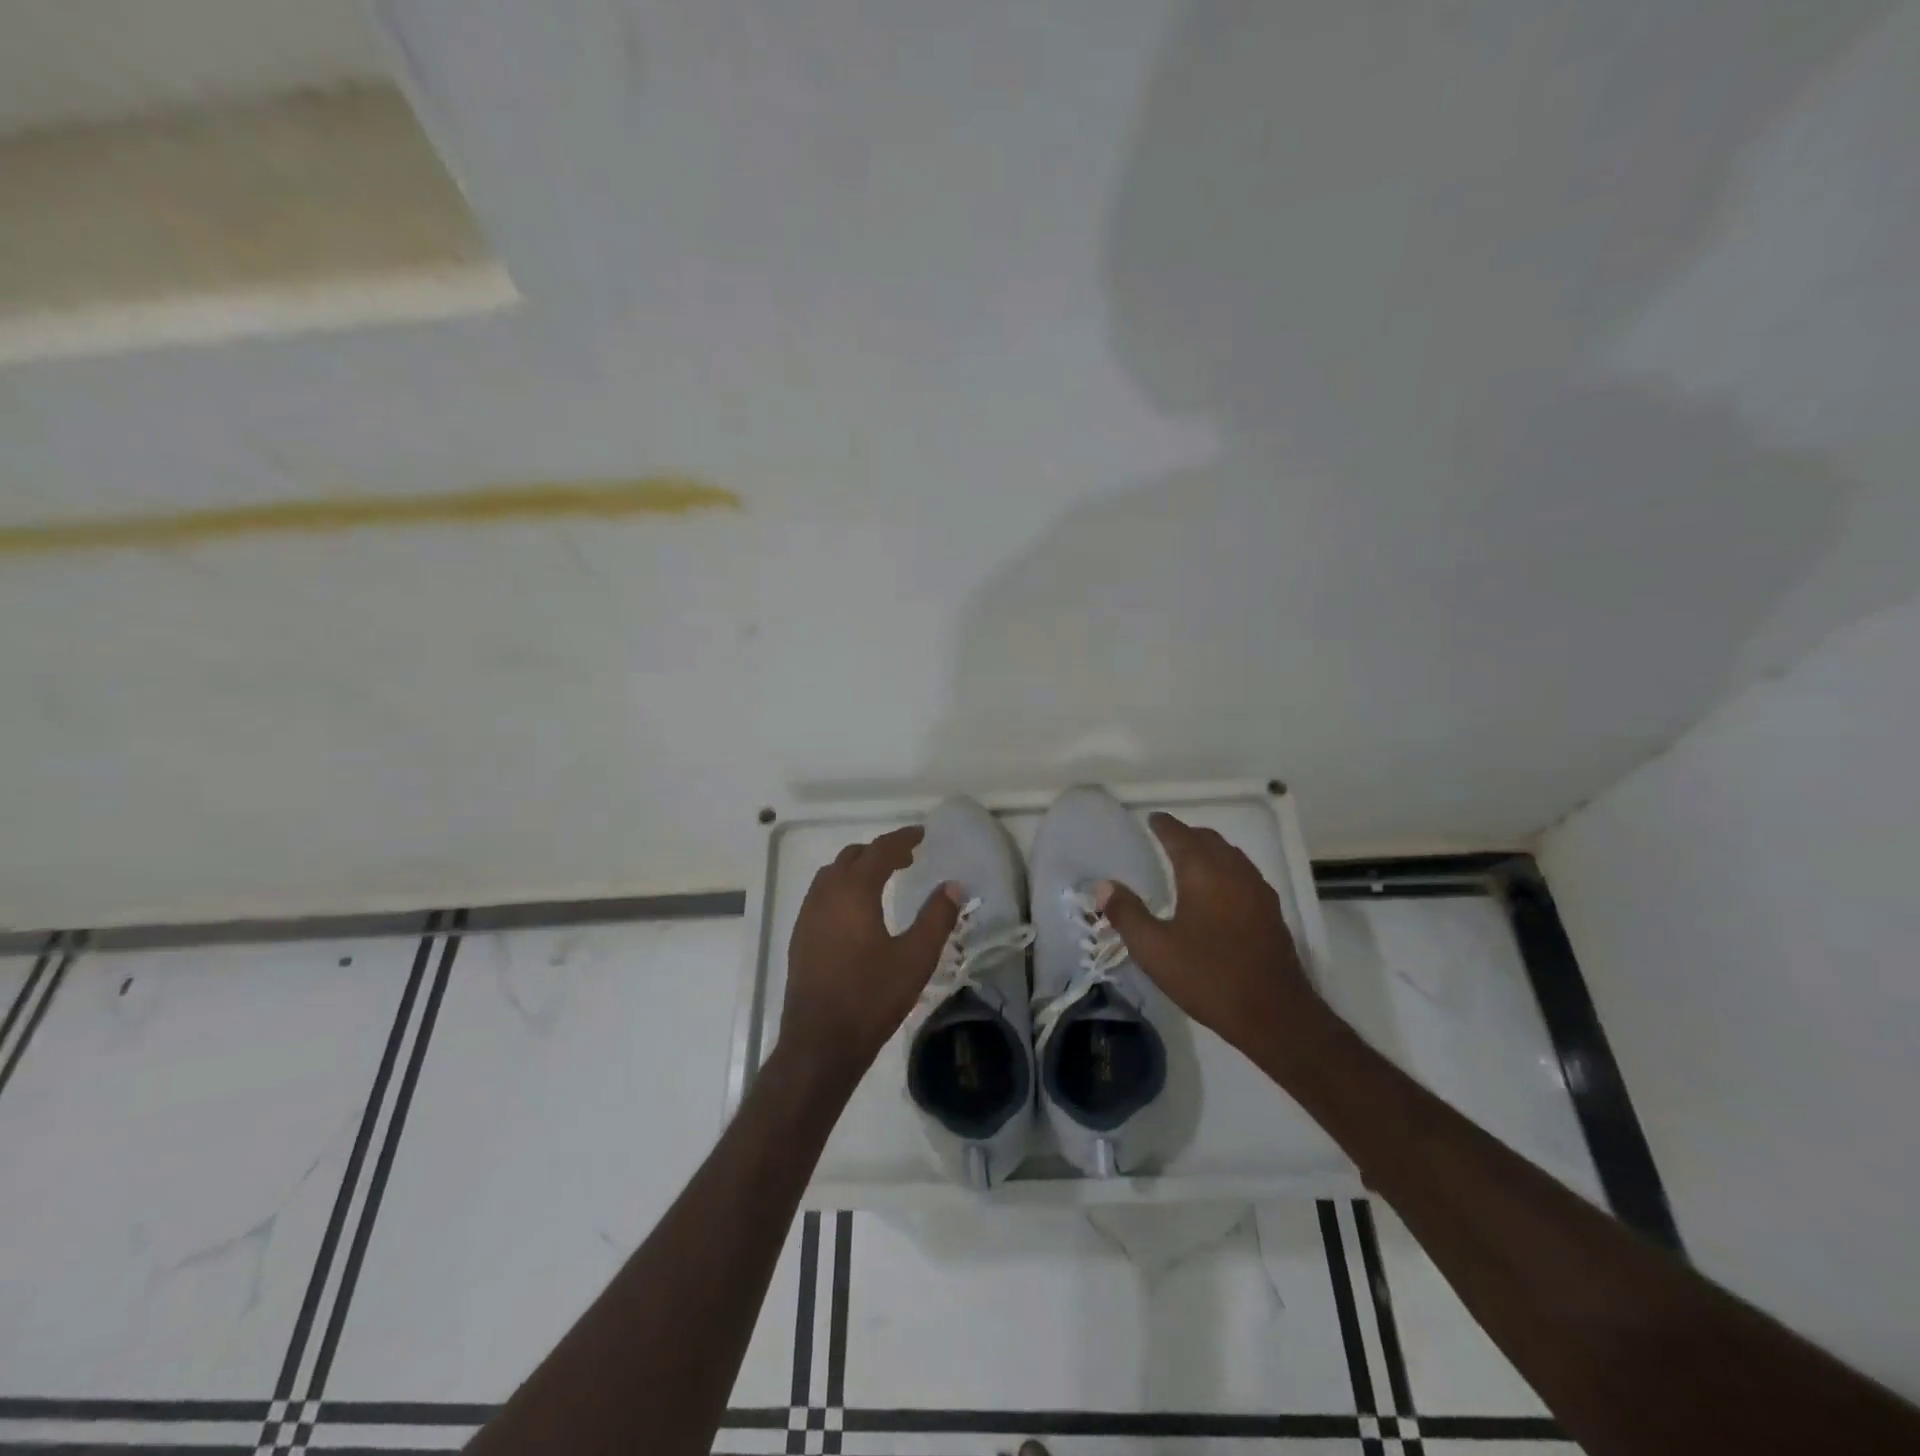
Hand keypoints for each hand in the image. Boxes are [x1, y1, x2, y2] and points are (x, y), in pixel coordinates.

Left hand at [781, 826, 960, 1079]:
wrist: (820, 1043)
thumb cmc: (871, 997)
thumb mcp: (915, 958)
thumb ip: (936, 917)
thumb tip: (952, 886)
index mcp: (853, 891)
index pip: (879, 851)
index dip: (902, 839)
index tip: (921, 834)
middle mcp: (825, 895)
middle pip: (852, 857)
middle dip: (879, 852)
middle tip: (907, 858)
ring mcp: (807, 916)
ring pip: (832, 875)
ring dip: (858, 869)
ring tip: (883, 880)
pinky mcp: (800, 937)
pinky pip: (822, 896)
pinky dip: (842, 888)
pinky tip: (858, 912)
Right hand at [1099, 813, 1327, 1061]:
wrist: (1274, 1014)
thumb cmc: (1208, 977)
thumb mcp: (1154, 949)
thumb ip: (1127, 914)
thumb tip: (1103, 886)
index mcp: (1203, 874)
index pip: (1180, 836)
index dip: (1164, 825)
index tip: (1152, 819)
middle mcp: (1234, 872)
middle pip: (1209, 840)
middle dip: (1187, 835)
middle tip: (1167, 838)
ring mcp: (1258, 891)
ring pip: (1231, 855)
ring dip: (1209, 850)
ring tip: (1191, 859)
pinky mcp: (1271, 912)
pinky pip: (1244, 874)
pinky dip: (1226, 868)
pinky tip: (1219, 890)